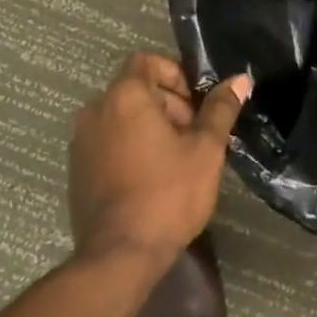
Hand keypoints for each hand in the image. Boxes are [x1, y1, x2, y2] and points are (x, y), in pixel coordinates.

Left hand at [68, 53, 250, 269]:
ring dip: (149, 126)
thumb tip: (240, 79)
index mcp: (124, 96)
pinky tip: (151, 178)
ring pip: (121, 116)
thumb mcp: (206, 150)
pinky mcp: (76, 169)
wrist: (119, 255)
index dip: (175, 74)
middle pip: (135, 88)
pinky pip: (107, 141)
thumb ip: (220, 109)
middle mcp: (95, 110)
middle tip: (193, 135)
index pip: (147, 61)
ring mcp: (81, 141)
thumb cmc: (167, 194)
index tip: (195, 104)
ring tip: (176, 159)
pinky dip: (129, 146)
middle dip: (168, 103)